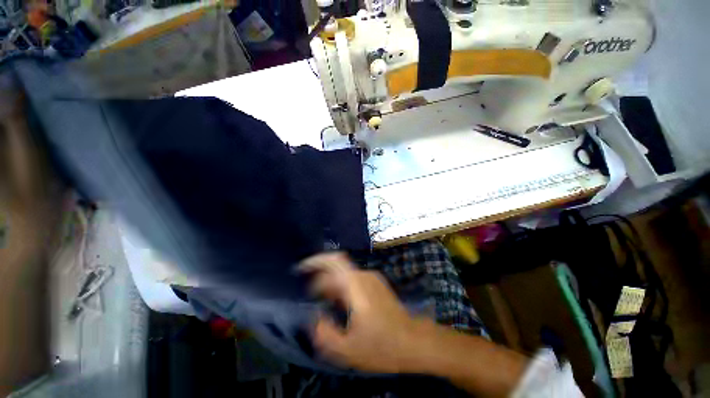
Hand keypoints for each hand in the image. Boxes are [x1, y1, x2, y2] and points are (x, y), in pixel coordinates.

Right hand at [299, 252, 432, 373]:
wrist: (413, 341)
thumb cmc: (382, 345)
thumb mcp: (348, 348)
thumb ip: (325, 333)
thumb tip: (314, 318)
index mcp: (356, 285)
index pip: (334, 261)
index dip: (316, 261)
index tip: (301, 269)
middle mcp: (364, 276)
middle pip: (337, 269)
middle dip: (321, 279)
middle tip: (312, 298)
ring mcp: (372, 279)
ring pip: (345, 275)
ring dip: (332, 286)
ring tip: (325, 305)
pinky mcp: (376, 284)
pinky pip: (353, 280)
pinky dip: (342, 288)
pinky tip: (341, 306)